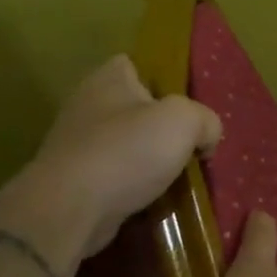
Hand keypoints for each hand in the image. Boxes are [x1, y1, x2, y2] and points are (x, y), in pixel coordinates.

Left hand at [0, 55, 222, 261]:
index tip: (189, 103)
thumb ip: (206, 120)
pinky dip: (135, 186)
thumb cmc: (128, 151)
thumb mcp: (186, 121)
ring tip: (179, 174)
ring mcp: (77, 146)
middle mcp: (87, 106)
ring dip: (151, 160)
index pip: (138, 65)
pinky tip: (155, 198)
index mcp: (108, 79)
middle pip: (136, 109)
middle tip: (192, 142)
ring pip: (128, 145)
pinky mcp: (74, 182)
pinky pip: (116, 177)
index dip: (165, 80)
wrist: (70, 211)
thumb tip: (206, 136)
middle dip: (163, 126)